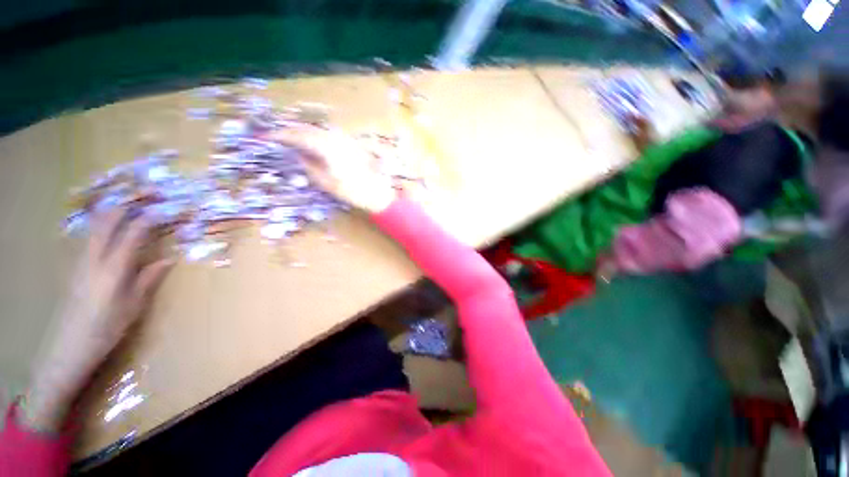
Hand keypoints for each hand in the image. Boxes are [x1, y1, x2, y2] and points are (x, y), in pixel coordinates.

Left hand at [24, 210, 172, 431]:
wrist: (69, 347)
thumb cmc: (107, 329)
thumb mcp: (134, 306)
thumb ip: (149, 278)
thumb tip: (169, 258)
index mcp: (114, 267)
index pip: (134, 231)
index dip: (153, 216)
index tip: (170, 207)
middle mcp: (95, 257)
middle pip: (109, 219)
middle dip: (129, 203)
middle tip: (149, 194)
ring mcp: (82, 259)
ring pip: (96, 224)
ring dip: (116, 209)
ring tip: (134, 201)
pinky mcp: (77, 265)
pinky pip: (91, 235)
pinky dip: (104, 223)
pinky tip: (113, 223)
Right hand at [267, 126, 396, 212]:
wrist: (377, 193)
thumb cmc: (351, 192)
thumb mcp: (326, 182)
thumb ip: (309, 165)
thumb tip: (297, 153)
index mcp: (327, 148)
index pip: (299, 136)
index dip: (282, 135)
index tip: (267, 136)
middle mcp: (336, 139)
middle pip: (309, 130)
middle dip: (292, 131)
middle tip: (278, 135)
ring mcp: (346, 141)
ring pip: (320, 131)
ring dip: (305, 132)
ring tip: (293, 137)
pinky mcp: (352, 145)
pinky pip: (330, 135)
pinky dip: (318, 135)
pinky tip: (314, 141)